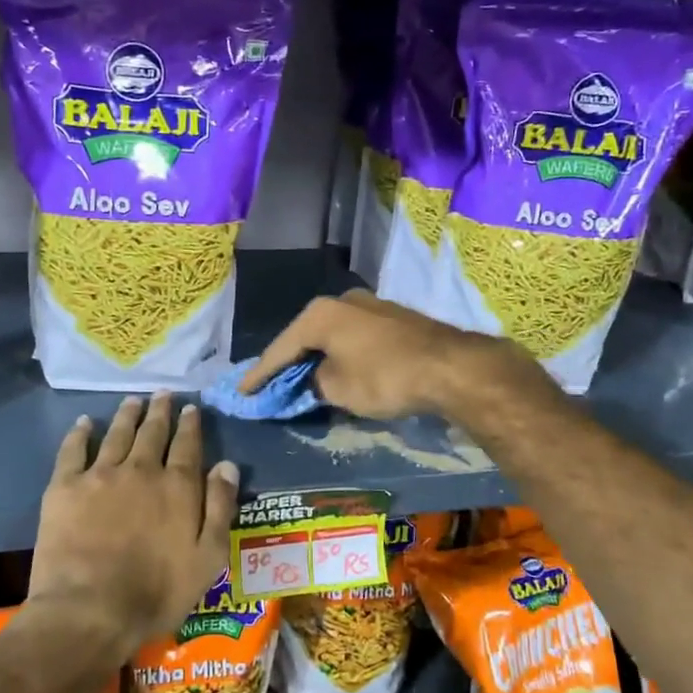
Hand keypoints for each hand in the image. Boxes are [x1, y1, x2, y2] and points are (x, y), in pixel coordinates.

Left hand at [29, 394, 238, 663]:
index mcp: (177, 486)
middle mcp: (141, 470)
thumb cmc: (157, 592)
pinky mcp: (65, 487)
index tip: (191, 408)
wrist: (89, 610)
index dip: (190, 425)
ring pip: (117, 434)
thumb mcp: (208, 557)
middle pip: (152, 432)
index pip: (187, 445)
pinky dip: (80, 433)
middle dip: (160, 412)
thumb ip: (219, 508)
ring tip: (132, 400)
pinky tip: (84, 423)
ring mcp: (100, 475)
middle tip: (163, 395)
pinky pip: (73, 450)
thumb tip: (227, 465)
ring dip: (127, 415)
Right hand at [241, 289, 542, 421]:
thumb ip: (314, 383)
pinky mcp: (392, 317)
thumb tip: (313, 379)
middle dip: (288, 362)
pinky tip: (338, 367)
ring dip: (317, 357)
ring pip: (331, 335)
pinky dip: (340, 353)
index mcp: (320, 314)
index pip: (280, 348)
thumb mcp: (339, 389)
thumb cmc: (385, 377)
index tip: (242, 392)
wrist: (450, 366)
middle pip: (305, 336)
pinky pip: (353, 337)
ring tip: (302, 378)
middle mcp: (342, 300)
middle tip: (270, 384)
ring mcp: (370, 305)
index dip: (260, 374)